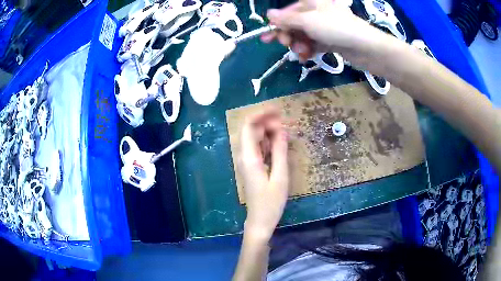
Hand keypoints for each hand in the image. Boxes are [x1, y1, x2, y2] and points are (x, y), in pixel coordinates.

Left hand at [239, 110, 289, 240]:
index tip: (278, 110)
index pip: (249, 126)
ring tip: (285, 131)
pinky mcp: (251, 166)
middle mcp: (244, 156)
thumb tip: (282, 130)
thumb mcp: (280, 177)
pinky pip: (257, 147)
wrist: (259, 221)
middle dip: (266, 121)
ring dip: (268, 131)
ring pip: (254, 138)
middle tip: (286, 122)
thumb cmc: (271, 203)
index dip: (261, 114)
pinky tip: (279, 144)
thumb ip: (280, 152)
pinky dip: (267, 142)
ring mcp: (246, 161)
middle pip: (251, 130)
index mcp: (249, 158)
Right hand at [261, 0, 385, 63]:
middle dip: (288, 36)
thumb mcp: (307, 20)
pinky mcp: (331, 40)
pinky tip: (306, 58)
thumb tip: (268, 14)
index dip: (277, 25)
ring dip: (299, 45)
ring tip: (302, 53)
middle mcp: (316, 13)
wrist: (365, 47)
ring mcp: (324, 27)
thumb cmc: (335, 28)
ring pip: (303, 36)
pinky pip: (314, 44)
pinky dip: (309, 51)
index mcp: (311, 3)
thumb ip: (286, 19)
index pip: (287, 12)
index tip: (267, 38)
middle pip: (294, 24)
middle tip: (285, 45)